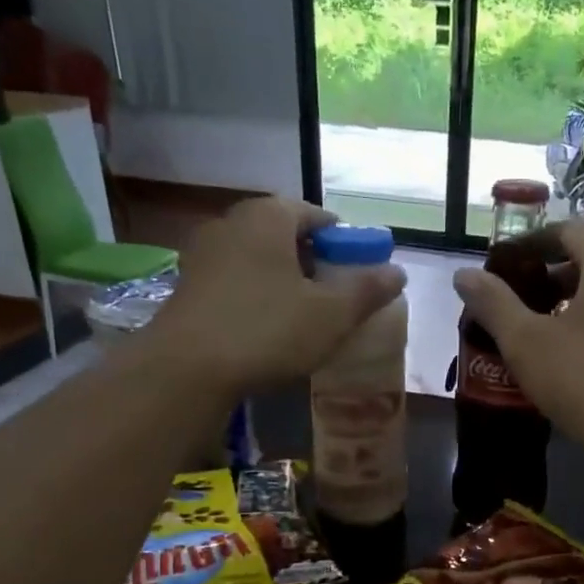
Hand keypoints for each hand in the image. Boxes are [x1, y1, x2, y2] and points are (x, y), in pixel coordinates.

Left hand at [153, 198, 405, 396]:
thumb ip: (367, 290)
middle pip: (284, 234)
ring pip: (257, 259)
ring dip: (283, 280)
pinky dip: (255, 295)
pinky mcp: (186, 286)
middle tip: (333, 296)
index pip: (315, 214)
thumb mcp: (331, 315)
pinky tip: (265, 328)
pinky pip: (234, 280)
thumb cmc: (267, 331)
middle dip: (313, 261)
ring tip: (302, 316)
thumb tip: (397, 272)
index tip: (357, 271)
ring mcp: (202, 254)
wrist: (187, 369)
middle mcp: (231, 223)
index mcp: (268, 217)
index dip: (343, 241)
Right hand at [453, 222, 583, 462]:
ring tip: (539, 331)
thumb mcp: (525, 341)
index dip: (531, 244)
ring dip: (572, 302)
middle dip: (550, 276)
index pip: (567, 230)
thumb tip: (464, 275)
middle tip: (516, 302)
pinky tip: (573, 356)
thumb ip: (493, 303)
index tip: (504, 267)